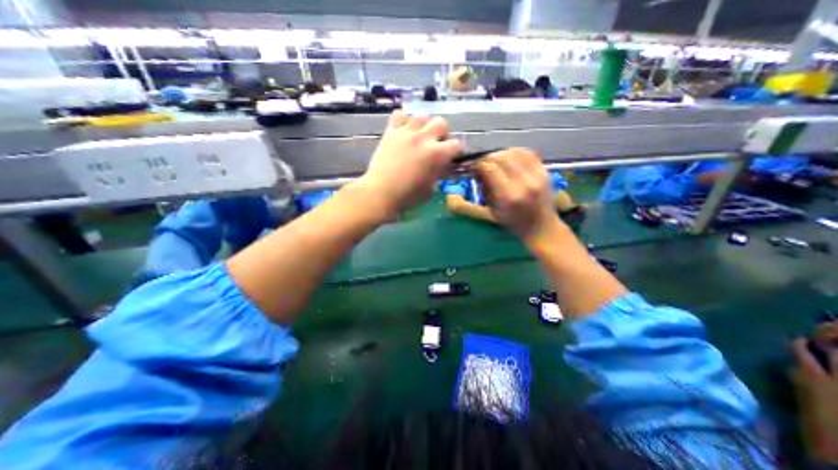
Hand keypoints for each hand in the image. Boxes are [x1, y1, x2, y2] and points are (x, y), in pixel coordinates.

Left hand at [356, 110, 460, 218]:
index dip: (455, 151)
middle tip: (436, 144)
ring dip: (425, 125)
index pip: (456, 144)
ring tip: (420, 136)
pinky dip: (404, 121)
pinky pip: (399, 115)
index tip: (451, 157)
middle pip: (441, 122)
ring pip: (422, 115)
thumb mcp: (430, 189)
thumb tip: (439, 166)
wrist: (380, 194)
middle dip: (442, 133)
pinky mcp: (390, 132)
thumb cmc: (408, 197)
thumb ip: (438, 174)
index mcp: (437, 154)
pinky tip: (403, 131)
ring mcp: (406, 133)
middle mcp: (424, 138)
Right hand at [474, 149, 559, 239]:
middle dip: (488, 158)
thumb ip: (486, 188)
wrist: (541, 226)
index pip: (490, 169)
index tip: (474, 167)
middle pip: (501, 157)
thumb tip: (477, 170)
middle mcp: (524, 183)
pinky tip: (510, 158)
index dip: (479, 164)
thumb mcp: (494, 210)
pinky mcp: (545, 171)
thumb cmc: (513, 222)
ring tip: (495, 160)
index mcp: (509, 196)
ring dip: (501, 154)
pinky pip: (527, 152)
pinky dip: (515, 152)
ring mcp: (537, 175)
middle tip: (483, 163)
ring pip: (514, 152)